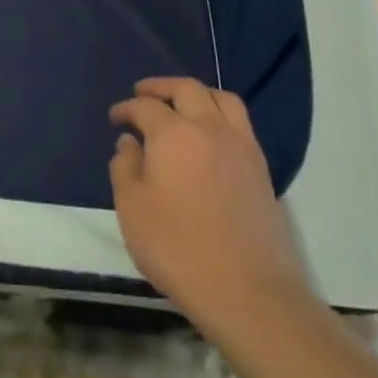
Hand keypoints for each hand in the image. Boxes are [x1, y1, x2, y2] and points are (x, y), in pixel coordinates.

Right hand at [109, 77, 309, 329]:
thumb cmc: (177, 248)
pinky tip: (209, 137)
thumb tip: (130, 143)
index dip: (127, 108)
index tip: (115, 118)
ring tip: (181, 105)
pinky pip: (240, 124)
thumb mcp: (132, 209)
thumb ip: (125, 167)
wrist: (247, 291)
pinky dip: (220, 115)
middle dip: (161, 87)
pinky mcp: (261, 169)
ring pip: (222, 99)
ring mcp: (241, 147)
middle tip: (143, 94)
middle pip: (187, 89)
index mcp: (173, 134)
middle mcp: (210, 129)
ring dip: (197, 94)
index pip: (145, 106)